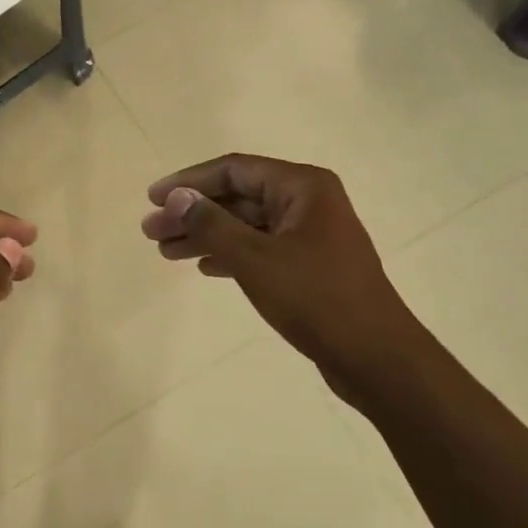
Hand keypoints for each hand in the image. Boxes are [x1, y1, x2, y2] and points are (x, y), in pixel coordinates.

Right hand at [141, 154, 430, 398]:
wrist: (376, 358)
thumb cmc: (316, 298)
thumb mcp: (254, 258)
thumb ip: (211, 224)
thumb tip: (175, 198)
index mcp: (302, 187)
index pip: (233, 170)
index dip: (188, 182)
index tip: (152, 199)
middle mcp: (308, 202)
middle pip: (237, 197)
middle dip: (192, 213)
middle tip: (151, 232)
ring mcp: (310, 235)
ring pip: (246, 225)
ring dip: (206, 235)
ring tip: (166, 252)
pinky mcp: (309, 265)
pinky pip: (260, 248)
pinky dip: (230, 254)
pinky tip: (204, 268)